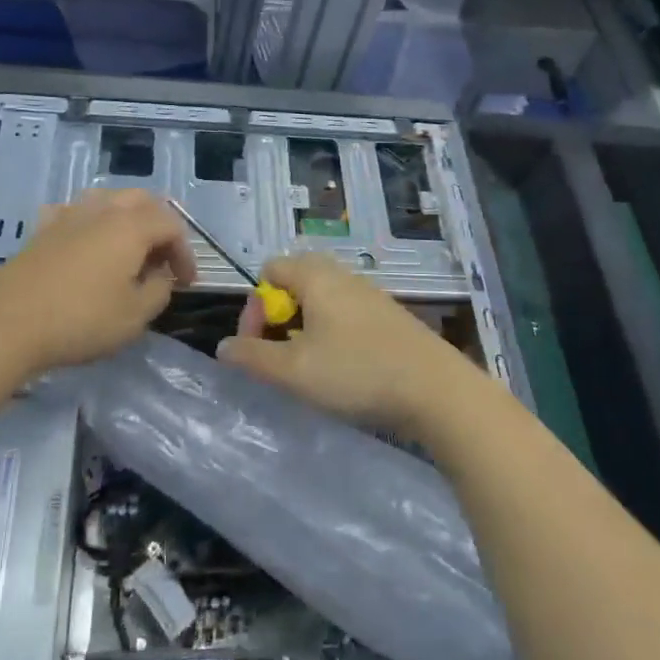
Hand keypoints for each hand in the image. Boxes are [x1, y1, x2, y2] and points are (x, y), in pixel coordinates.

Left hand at [0, 189, 194, 371]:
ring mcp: (69, 215)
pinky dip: (90, 222)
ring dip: (127, 218)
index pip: (172, 225)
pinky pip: (75, 212)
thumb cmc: (81, 320)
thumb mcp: (135, 316)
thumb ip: (159, 290)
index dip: (185, 252)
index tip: (186, 283)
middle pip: (142, 200)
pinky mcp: (42, 229)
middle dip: (160, 225)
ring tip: (129, 249)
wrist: (9, 324)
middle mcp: (102, 210)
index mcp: (131, 226)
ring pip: (108, 199)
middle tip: (163, 257)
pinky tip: (86, 242)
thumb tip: (160, 276)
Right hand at [217, 254, 488, 437]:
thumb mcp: (294, 372)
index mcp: (317, 276)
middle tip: (282, 353)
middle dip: (279, 316)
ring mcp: (371, 294)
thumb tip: (223, 347)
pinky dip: (333, 333)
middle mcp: (343, 275)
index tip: (258, 346)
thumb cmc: (357, 373)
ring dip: (306, 328)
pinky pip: (347, 313)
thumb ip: (252, 357)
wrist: (437, 390)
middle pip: (296, 281)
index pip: (270, 269)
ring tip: (310, 366)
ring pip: (323, 299)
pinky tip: (344, 369)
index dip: (254, 306)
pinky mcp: (390, 316)